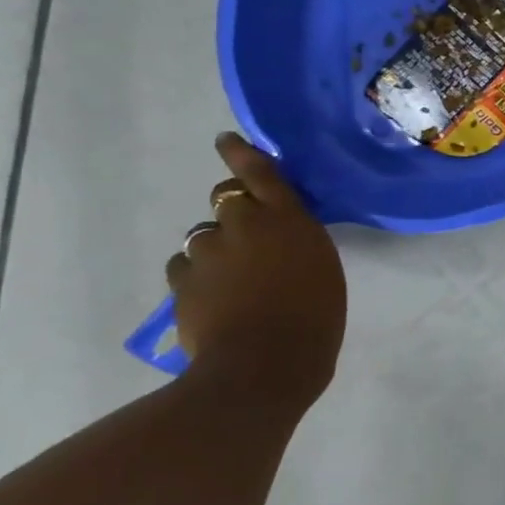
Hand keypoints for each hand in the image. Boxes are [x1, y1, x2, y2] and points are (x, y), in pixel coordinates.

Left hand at [166, 133, 346, 405]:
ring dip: (215, 248)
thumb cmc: (316, 317)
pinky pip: (185, 267)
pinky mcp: (182, 282)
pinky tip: (212, 298)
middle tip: (246, 233)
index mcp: (288, 220)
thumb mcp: (322, 268)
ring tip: (232, 279)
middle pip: (225, 199)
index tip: (226, 140)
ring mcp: (207, 253)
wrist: (265, 364)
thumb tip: (279, 238)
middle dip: (232, 208)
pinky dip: (197, 276)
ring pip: (203, 236)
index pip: (260, 173)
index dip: (242, 154)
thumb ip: (298, 242)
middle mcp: (243, 225)